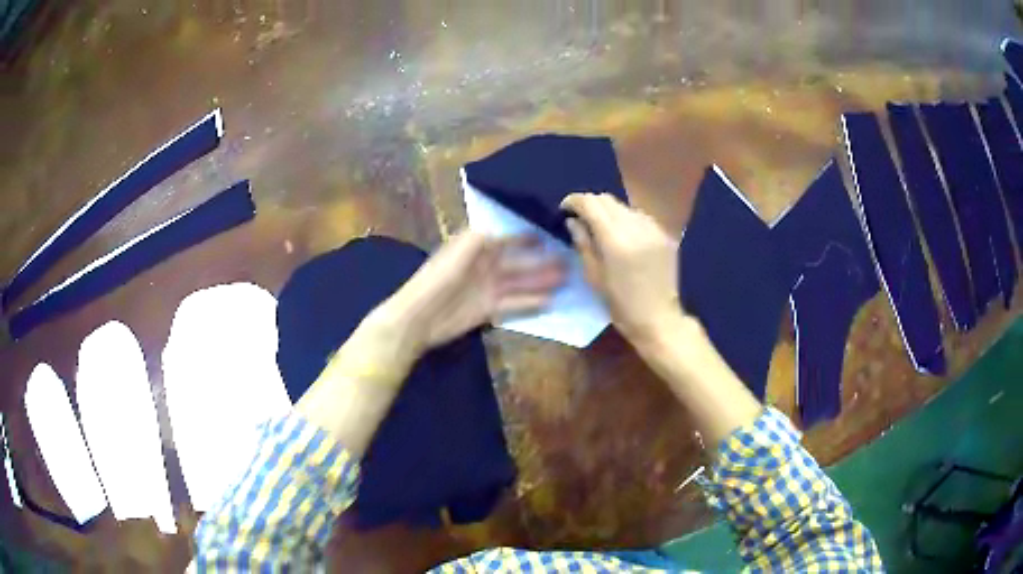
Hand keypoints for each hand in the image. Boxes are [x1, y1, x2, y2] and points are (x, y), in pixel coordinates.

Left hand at [377, 229, 565, 358]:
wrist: (420, 316)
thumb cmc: (439, 278)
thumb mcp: (461, 250)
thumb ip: (484, 237)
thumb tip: (506, 229)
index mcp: (476, 247)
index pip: (507, 237)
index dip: (527, 236)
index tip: (549, 232)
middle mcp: (485, 265)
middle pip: (518, 261)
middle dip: (541, 260)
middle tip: (567, 259)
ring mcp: (488, 288)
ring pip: (520, 282)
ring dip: (541, 280)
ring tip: (565, 279)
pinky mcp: (488, 309)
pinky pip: (514, 304)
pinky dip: (531, 303)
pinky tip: (550, 302)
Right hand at [561, 193, 681, 345]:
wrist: (659, 319)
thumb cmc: (621, 305)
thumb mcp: (594, 277)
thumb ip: (583, 243)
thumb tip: (573, 221)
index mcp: (615, 240)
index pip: (591, 204)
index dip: (574, 201)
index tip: (564, 209)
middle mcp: (636, 227)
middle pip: (607, 200)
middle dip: (590, 204)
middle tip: (580, 218)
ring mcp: (653, 228)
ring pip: (624, 206)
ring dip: (609, 211)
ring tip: (602, 227)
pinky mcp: (664, 234)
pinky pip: (640, 217)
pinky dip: (627, 220)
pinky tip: (623, 236)